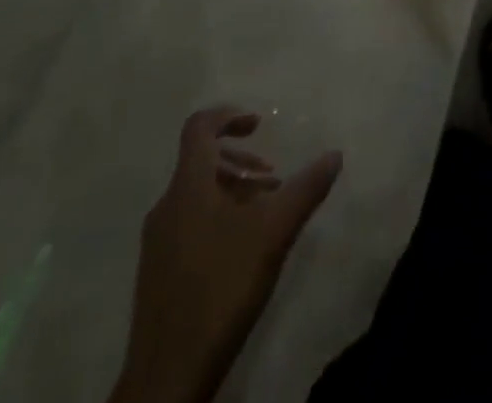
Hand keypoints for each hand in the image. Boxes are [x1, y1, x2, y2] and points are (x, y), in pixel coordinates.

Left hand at [108, 108, 342, 402]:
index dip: (228, 115)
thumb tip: (335, 154)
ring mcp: (157, 242)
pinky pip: (188, 222)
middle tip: (273, 178)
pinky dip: (217, 217)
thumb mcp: (274, 233)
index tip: (259, 122)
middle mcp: (166, 206)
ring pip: (196, 194)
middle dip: (240, 160)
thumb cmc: (221, 288)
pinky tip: (241, 250)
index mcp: (188, 186)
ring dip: (232, 191)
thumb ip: (306, 189)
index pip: (199, 128)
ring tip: (264, 214)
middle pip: (200, 161)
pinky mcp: (157, 272)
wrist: (167, 377)